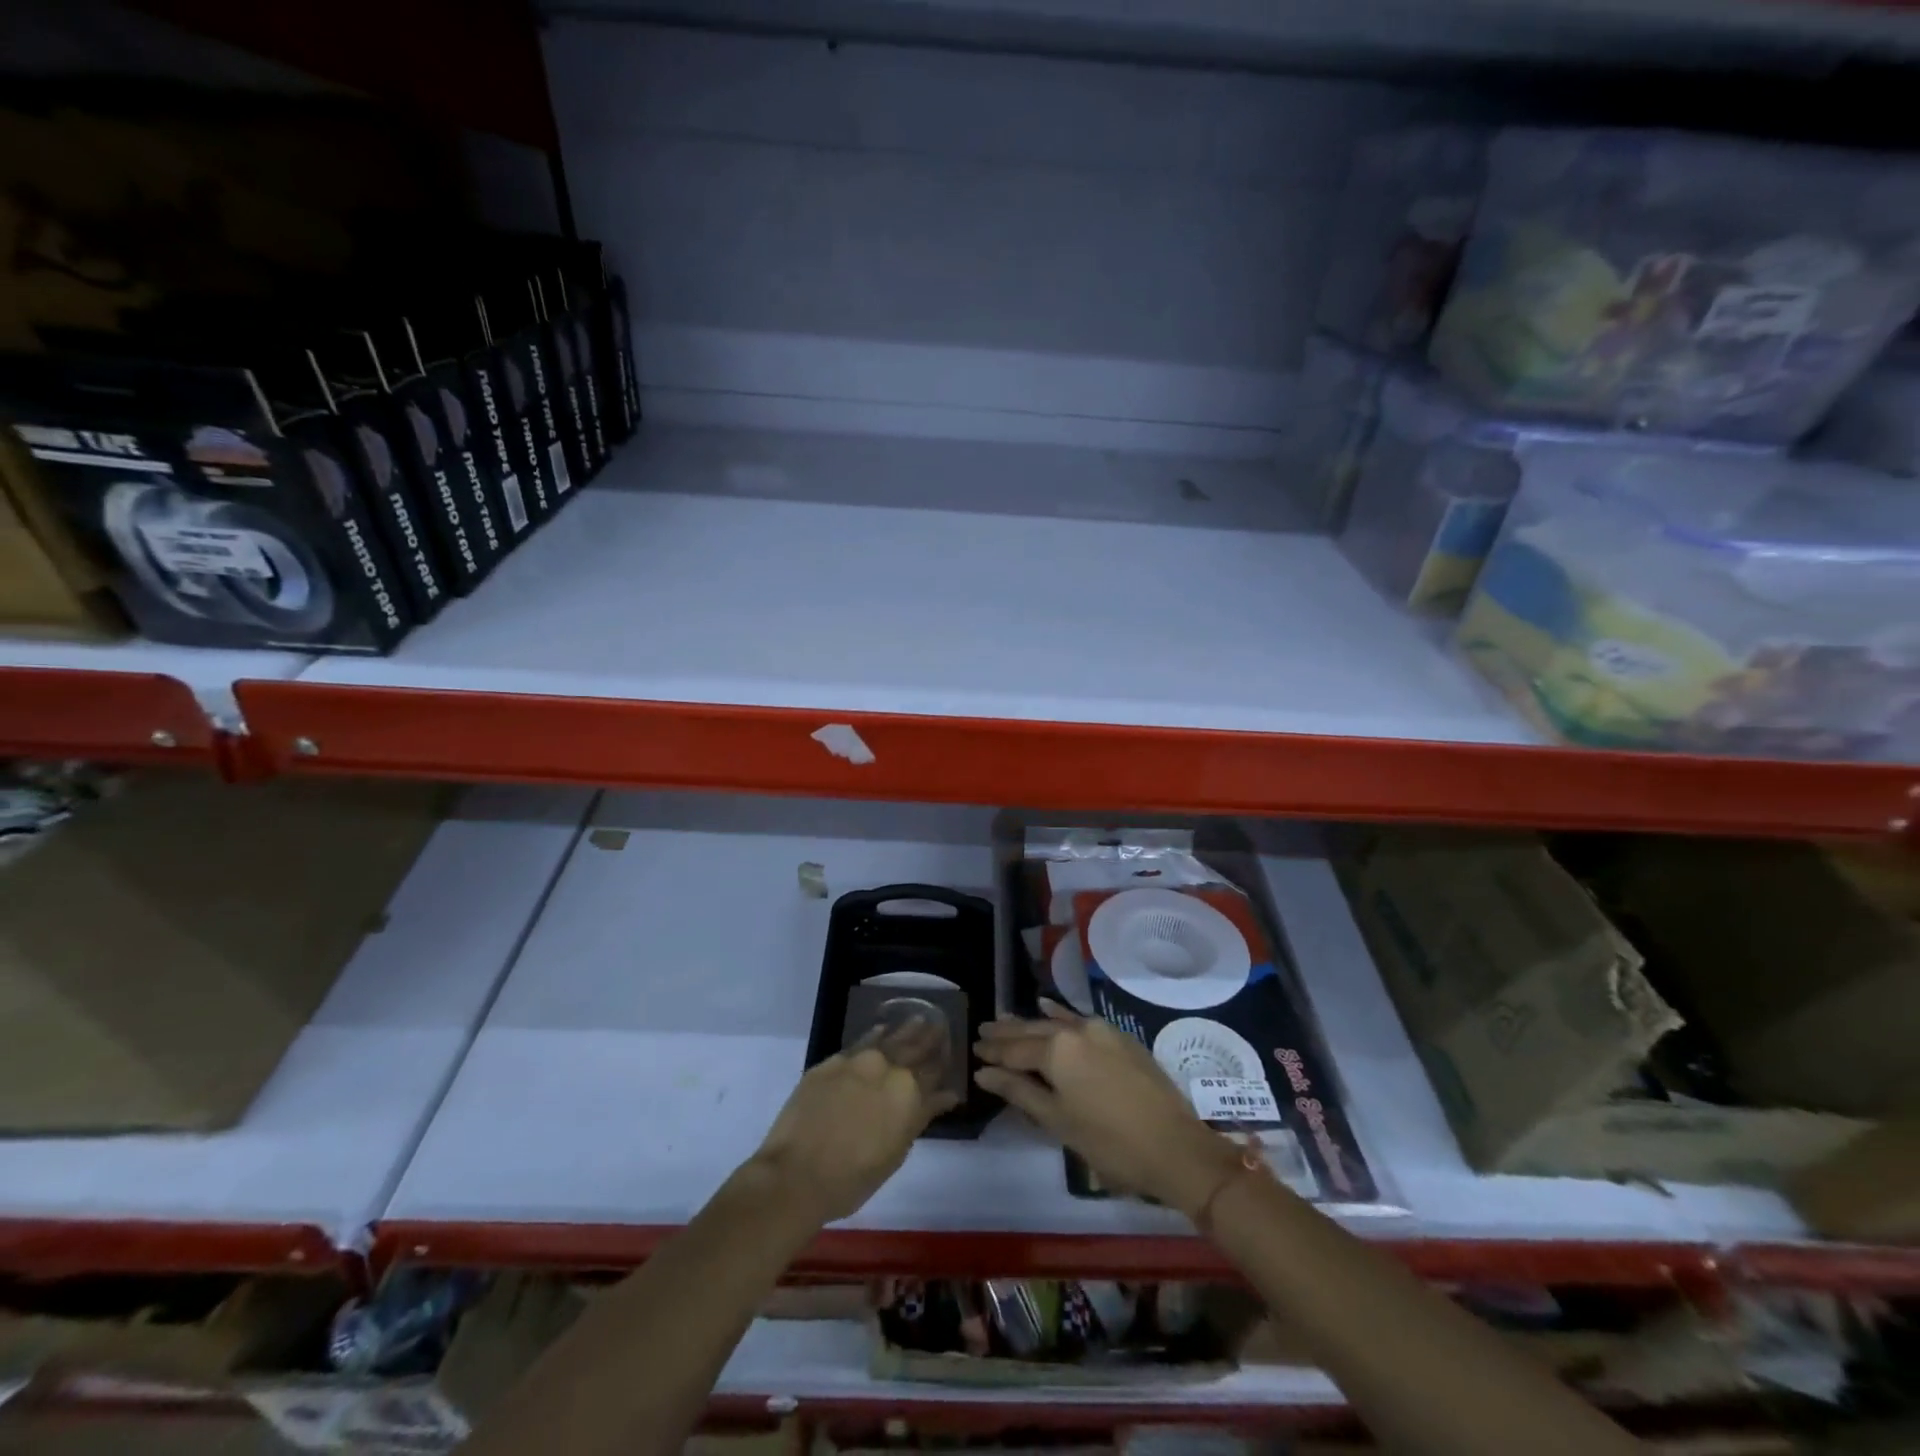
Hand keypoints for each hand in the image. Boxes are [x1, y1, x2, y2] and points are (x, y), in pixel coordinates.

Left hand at [750, 1020, 959, 1225]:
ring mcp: (856, 1060)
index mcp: (908, 1092)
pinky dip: (874, 1035)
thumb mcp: (897, 1152)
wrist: (796, 1174)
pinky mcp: (830, 1062)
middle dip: (928, 1037)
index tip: (949, 1048)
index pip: (933, 1070)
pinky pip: (860, 1042)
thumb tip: (946, 1095)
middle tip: (939, 1024)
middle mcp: (886, 1067)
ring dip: (904, 1030)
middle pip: (913, 1046)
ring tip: (917, 1019)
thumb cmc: (853, 1178)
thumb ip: (922, 1116)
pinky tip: (881, 1030)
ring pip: (887, 1038)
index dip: (942, 1060)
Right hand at [974, 1002, 1241, 1219]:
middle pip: (1033, 1030)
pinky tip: (1049, 1009)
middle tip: (983, 1030)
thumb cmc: (1110, 1143)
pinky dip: (1060, 1016)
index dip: (993, 1052)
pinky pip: (1080, 1021)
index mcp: (1057, 1050)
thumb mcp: (1058, 1121)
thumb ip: (1019, 1091)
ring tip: (1007, 1020)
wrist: (1175, 1147)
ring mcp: (1101, 1030)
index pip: (1015, 1049)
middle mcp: (1077, 1030)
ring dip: (1031, 1023)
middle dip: (1007, 1032)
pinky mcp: (1120, 1037)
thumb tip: (983, 1072)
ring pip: (1056, 1022)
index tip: (973, 1048)